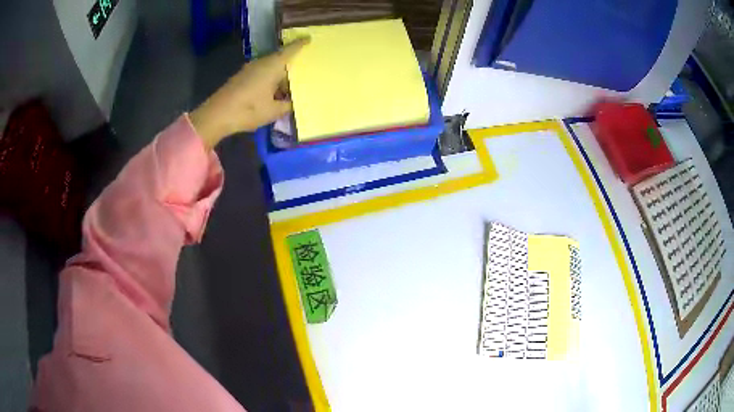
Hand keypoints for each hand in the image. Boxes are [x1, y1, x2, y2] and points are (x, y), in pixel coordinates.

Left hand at [190, 38, 309, 147]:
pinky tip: (270, 95)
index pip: (290, 50)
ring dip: (278, 78)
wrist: (216, 115)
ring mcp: (249, 69)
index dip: (300, 44)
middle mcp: (261, 63)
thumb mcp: (273, 111)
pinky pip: (260, 74)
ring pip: (270, 69)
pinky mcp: (241, 77)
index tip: (308, 38)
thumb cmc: (248, 110)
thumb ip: (287, 105)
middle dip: (290, 69)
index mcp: (273, 66)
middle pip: (280, 60)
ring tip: (285, 92)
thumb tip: (293, 101)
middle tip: (300, 80)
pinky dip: (268, 81)